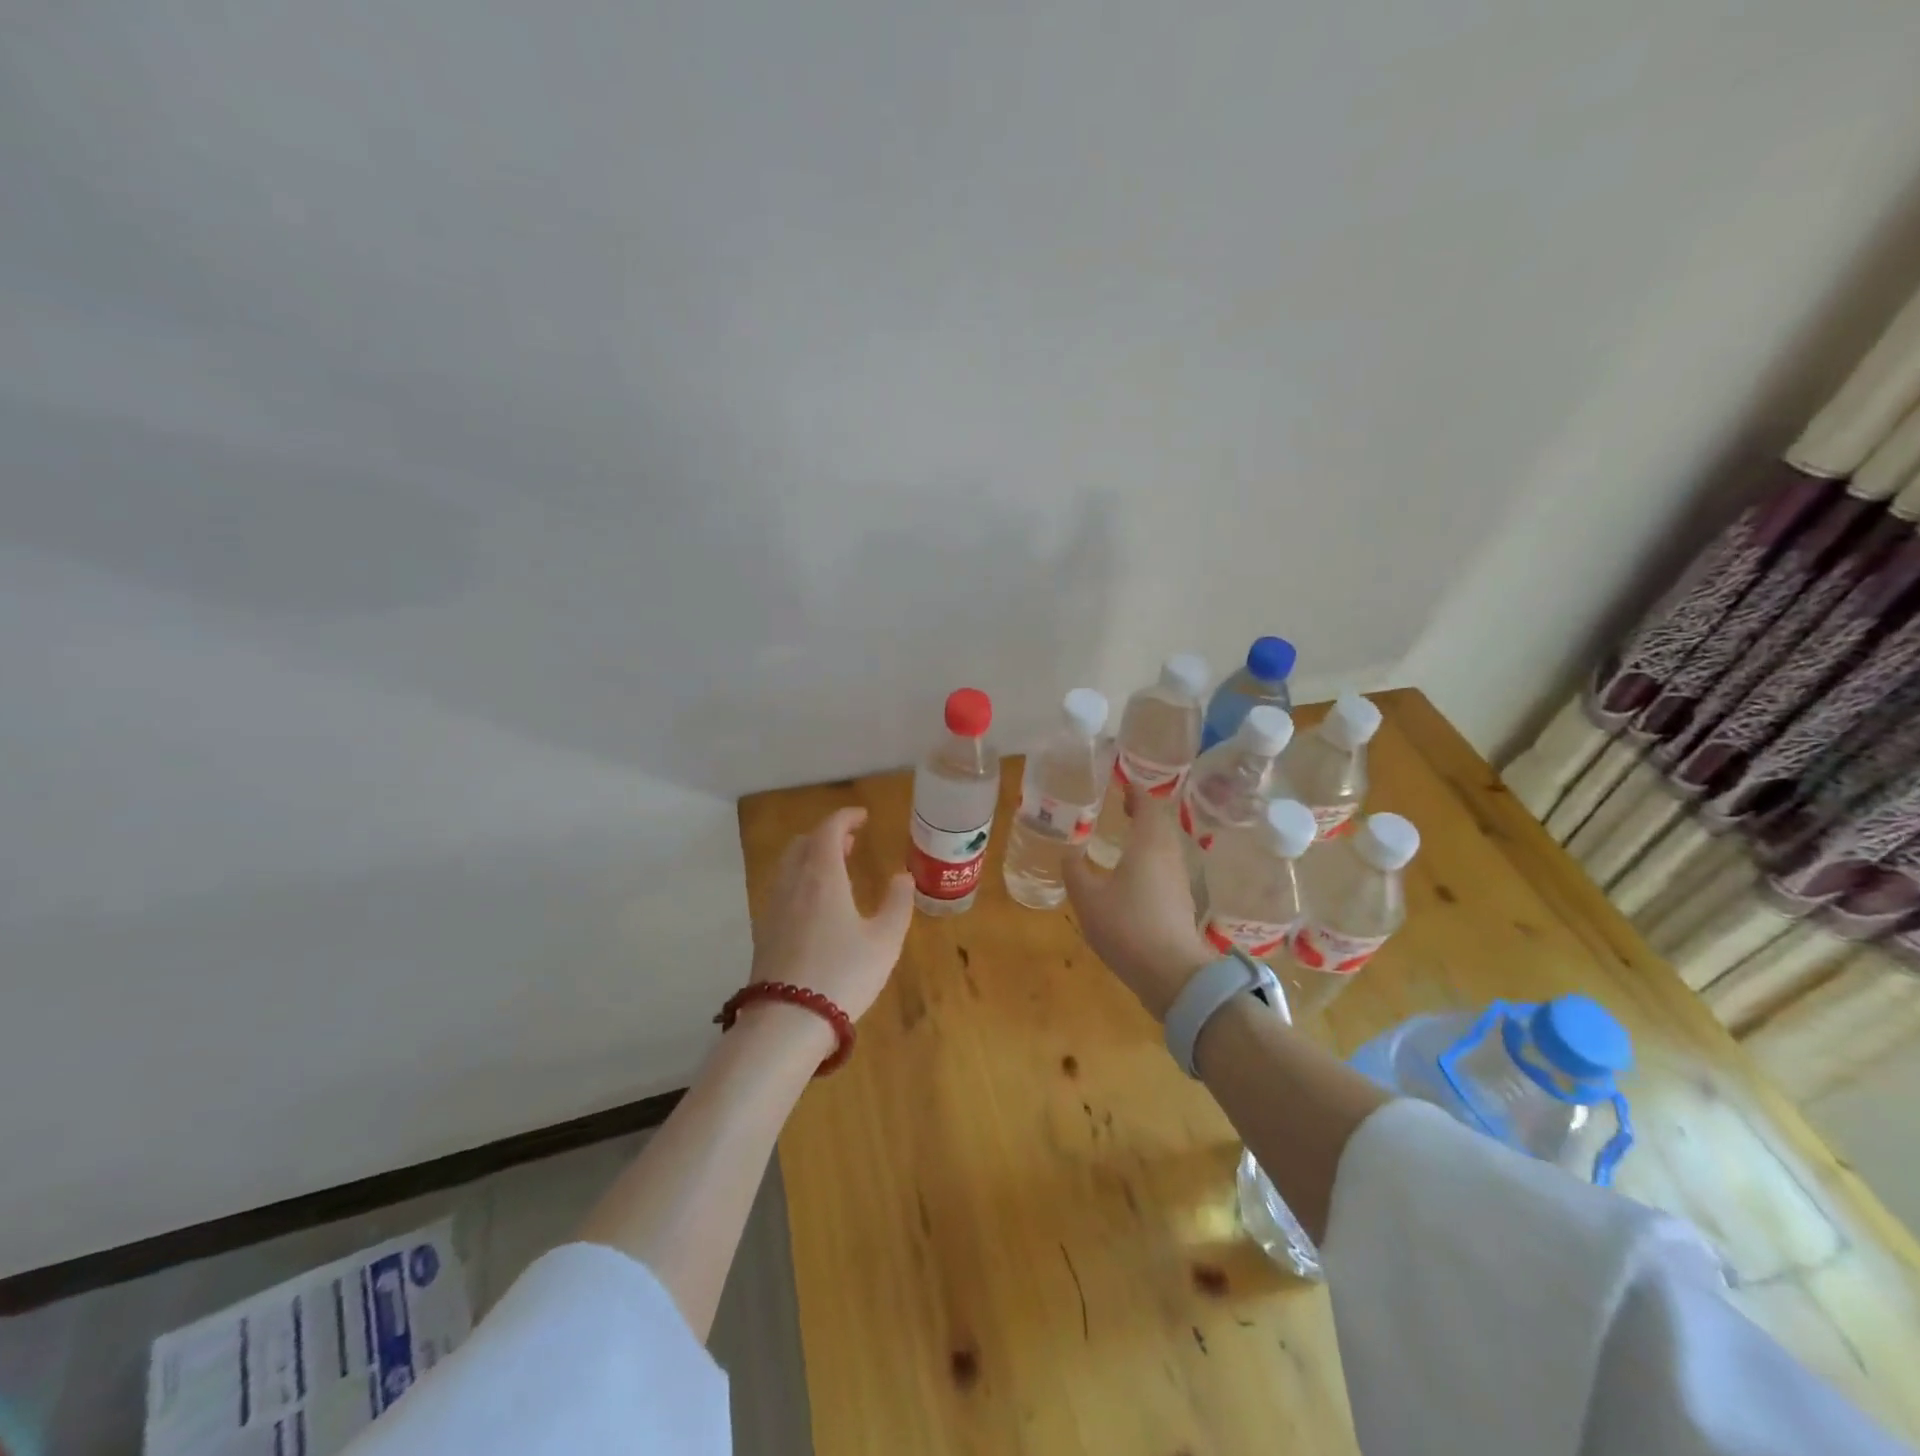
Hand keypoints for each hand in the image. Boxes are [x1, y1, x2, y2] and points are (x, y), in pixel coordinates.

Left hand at [750, 808, 914, 1025]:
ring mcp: (773, 907)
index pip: (829, 830)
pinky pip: (781, 888)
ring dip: (811, 857)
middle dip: (827, 835)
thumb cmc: (844, 975)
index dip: (845, 818)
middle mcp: (793, 883)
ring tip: (835, 870)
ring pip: (789, 865)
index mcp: (823, 876)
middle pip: (804, 843)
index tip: (863, 817)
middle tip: (851, 843)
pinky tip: (815, 904)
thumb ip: (897, 904)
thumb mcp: (885, 941)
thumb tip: (902, 877)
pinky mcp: (764, 931)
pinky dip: (800, 879)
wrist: (787, 1022)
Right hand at [1063, 788, 1212, 1021]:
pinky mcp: (1181, 901)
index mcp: (1148, 844)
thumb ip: (1075, 871)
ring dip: (1146, 836)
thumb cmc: (1127, 926)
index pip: (1147, 805)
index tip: (1120, 784)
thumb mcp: (1088, 898)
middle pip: (1160, 823)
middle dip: (1141, 812)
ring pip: (1164, 846)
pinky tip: (1132, 873)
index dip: (1135, 792)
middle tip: (1119, 808)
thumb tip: (1068, 852)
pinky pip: (1165, 866)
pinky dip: (1150, 859)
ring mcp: (1179, 879)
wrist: (1172, 973)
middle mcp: (1169, 855)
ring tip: (1122, 838)